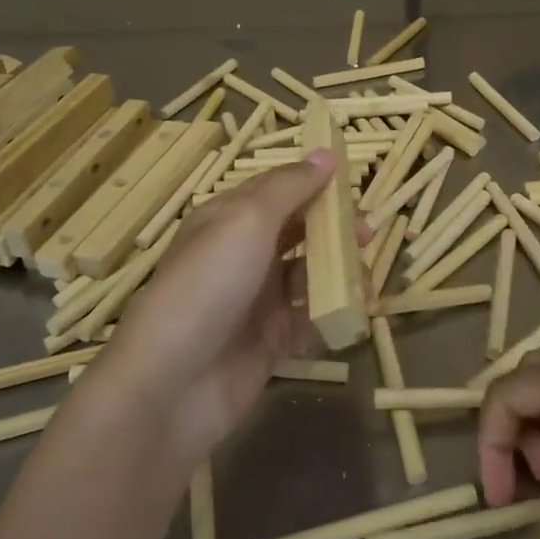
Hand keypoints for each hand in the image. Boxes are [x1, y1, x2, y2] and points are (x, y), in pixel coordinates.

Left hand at [106, 151, 340, 464]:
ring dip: (337, 271)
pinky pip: (309, 319)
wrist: (172, 383)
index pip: (277, 190)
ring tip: (365, 273)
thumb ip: (289, 187)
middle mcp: (241, 256)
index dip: (313, 183)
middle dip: (331, 229)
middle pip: (296, 232)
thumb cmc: (208, 286)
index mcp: (227, 219)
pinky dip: (332, 313)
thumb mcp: (247, 221)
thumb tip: (326, 154)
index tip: (353, 183)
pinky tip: (354, 309)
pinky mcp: (270, 342)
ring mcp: (256, 301)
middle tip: (366, 233)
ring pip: (307, 275)